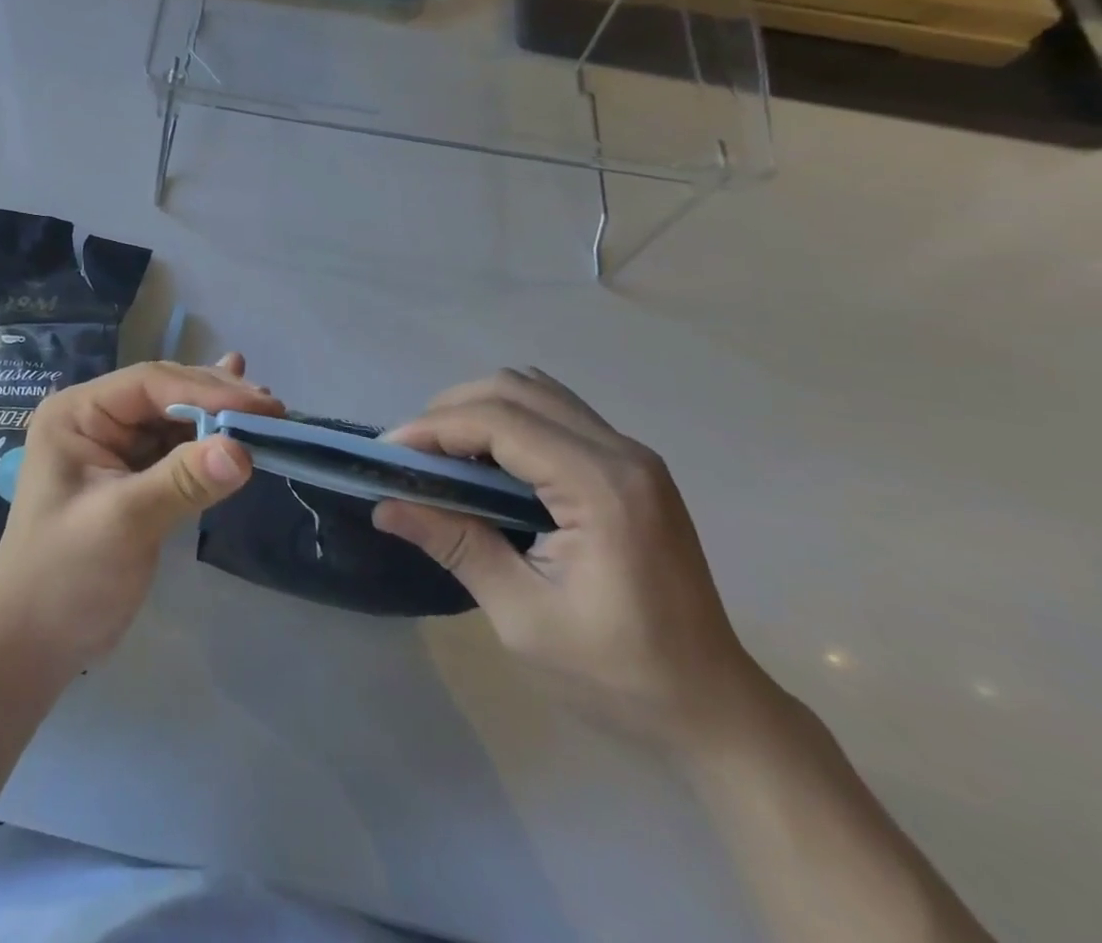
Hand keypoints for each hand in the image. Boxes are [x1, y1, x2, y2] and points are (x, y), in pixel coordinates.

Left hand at [0, 357, 281, 692]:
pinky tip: (236, 421)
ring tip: (268, 413)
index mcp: (77, 413)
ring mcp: (112, 448)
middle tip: (275, 410)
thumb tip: (243, 450)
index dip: (208, 390)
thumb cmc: (64, 577)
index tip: (263, 407)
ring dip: (218, 416)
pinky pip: (174, 448)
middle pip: (165, 395)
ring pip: (175, 420)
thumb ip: (182, 481)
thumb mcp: (123, 523)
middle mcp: (94, 419)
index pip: (150, 384)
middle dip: (217, 399)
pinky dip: (207, 439)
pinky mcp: (131, 477)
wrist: (32, 645)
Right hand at [373, 368, 762, 742]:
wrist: (716, 711)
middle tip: (412, 454)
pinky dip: (509, 418)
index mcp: (602, 488)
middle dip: (450, 411)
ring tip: (444, 453)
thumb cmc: (620, 676)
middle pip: (514, 389)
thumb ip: (456, 547)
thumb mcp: (524, 618)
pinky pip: (556, 411)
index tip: (388, 454)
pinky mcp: (631, 466)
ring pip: (535, 391)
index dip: (434, 428)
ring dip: (479, 409)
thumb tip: (386, 506)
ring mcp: (632, 455)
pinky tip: (490, 459)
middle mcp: (621, 453)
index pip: (499, 422)